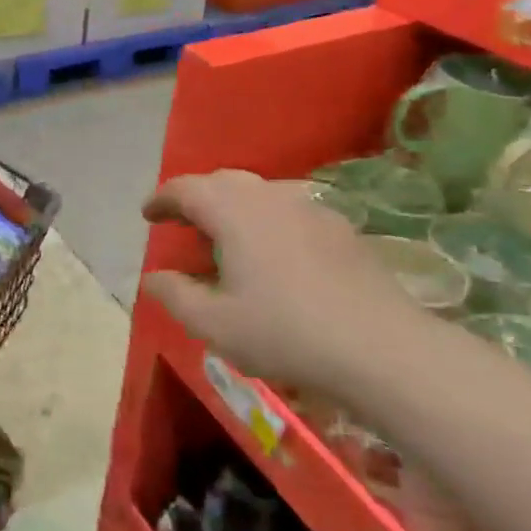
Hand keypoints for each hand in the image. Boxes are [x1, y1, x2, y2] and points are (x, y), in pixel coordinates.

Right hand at [141, 171, 423, 393]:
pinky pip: (290, 211)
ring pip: (260, 194)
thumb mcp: (214, 323)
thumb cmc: (285, 332)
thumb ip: (175, 295)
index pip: (186, 188)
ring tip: (226, 239)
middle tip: (182, 224)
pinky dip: (267, 222)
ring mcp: (311, 209)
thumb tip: (152, 277)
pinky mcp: (341, 229)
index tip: (148, 215)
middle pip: (223, 182)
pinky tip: (274, 256)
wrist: (382, 348)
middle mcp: (271, 196)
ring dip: (233, 208)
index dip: (162, 199)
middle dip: (197, 198)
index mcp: (234, 211)